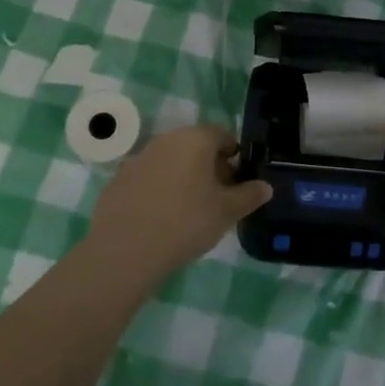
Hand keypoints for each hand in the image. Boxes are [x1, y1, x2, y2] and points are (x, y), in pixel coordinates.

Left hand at [84, 125, 271, 285]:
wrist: (125, 251)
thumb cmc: (185, 223)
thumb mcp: (226, 212)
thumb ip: (249, 196)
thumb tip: (265, 186)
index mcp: (195, 139)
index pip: (222, 134)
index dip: (235, 155)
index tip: (239, 179)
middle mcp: (166, 140)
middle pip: (195, 146)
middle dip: (210, 166)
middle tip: (219, 196)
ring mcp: (139, 158)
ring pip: (171, 161)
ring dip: (184, 177)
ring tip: (191, 209)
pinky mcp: (119, 179)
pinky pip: (149, 177)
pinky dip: (160, 189)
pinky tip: (162, 217)